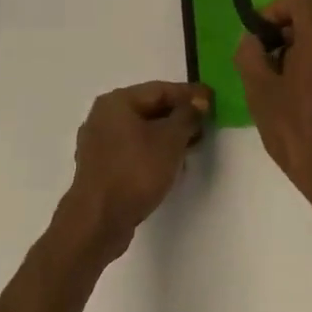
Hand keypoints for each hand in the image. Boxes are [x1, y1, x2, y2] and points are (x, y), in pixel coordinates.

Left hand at [62, 82, 210, 258]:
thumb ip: (187, 116)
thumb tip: (198, 102)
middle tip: (205, 123)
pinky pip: (132, 150)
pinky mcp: (100, 168)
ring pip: (141, 131)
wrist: (98, 222)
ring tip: (192, 144)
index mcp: (116, 102)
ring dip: (167, 135)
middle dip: (179, 116)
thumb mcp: (170, 140)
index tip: (213, 99)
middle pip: (149, 108)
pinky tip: (170, 164)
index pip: (160, 89)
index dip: (190, 94)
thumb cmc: (135, 172)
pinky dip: (152, 151)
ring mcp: (98, 143)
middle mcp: (103, 117)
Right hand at [235, 0, 311, 236]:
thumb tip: (252, 39)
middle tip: (269, 49)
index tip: (257, 36)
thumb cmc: (298, 133)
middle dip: (290, 20)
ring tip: (283, 67)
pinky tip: (303, 80)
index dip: (274, 10)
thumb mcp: (260, 93)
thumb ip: (250, 56)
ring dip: (306, 33)